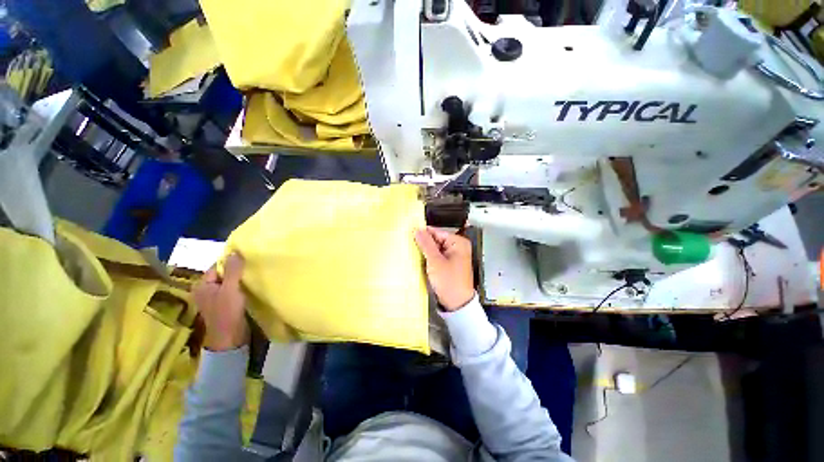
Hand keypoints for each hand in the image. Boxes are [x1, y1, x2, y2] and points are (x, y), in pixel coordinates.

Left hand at [192, 253, 249, 350]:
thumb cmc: (227, 312)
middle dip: (236, 271)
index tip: (246, 260)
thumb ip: (233, 270)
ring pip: (228, 282)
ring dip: (239, 279)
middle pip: (223, 274)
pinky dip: (240, 287)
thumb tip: (235, 251)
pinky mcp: (224, 305)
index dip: (231, 263)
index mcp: (202, 285)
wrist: (230, 337)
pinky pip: (232, 290)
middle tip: (251, 267)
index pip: (217, 267)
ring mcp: (214, 298)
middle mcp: (206, 290)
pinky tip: (249, 287)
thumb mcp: (230, 289)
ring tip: (252, 275)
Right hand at [415, 227, 474, 311]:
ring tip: (413, 253)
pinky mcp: (450, 264)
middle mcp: (458, 246)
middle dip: (424, 243)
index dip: (423, 233)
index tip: (409, 233)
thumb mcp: (435, 261)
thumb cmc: (449, 282)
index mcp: (458, 242)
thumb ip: (426, 244)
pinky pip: (437, 256)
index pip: (437, 232)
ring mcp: (454, 255)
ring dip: (425, 251)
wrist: (457, 304)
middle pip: (436, 240)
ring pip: (435, 248)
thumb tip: (417, 229)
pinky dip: (429, 258)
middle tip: (409, 245)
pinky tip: (421, 260)